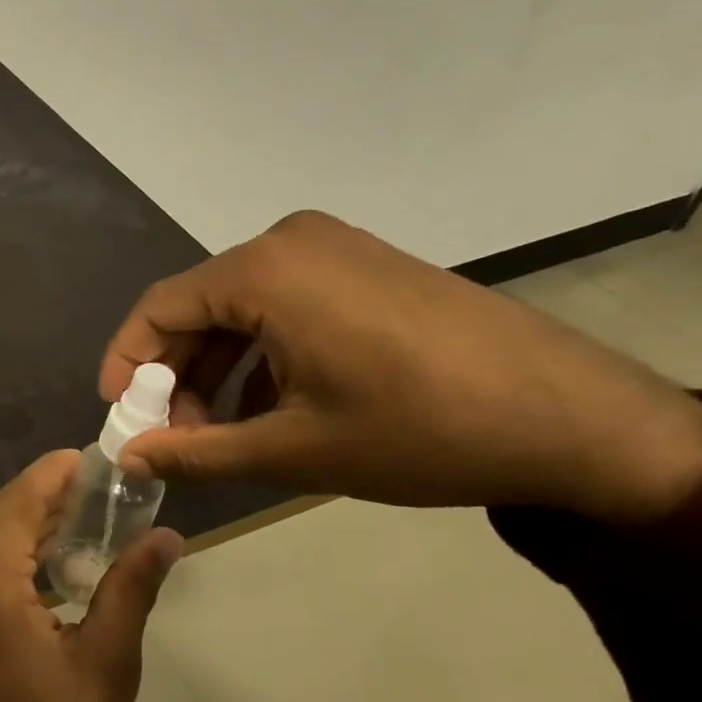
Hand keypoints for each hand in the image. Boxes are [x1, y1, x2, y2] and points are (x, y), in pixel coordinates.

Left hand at [0, 452, 183, 701]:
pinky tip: (40, 559)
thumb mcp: (106, 669)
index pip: (21, 499)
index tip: (97, 460)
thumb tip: (167, 534)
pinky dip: (0, 551)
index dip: (59, 473)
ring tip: (80, 523)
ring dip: (23, 523)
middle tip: (101, 496)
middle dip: (46, 498)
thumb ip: (130, 588)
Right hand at [101, 210, 701, 523]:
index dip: (126, 362)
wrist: (583, 421)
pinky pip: (284, 303)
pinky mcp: (365, 265)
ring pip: (241, 308)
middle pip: (199, 306)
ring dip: (219, 369)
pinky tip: (271, 406)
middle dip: (176, 373)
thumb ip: (196, 452)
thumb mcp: (295, 450)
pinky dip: (262, 353)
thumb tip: (128, 459)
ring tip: (219, 432)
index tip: (119, 415)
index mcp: (262, 270)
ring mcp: (332, 249)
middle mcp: (289, 242)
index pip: (159, 308)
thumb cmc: (422, 429)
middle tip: (172, 435)